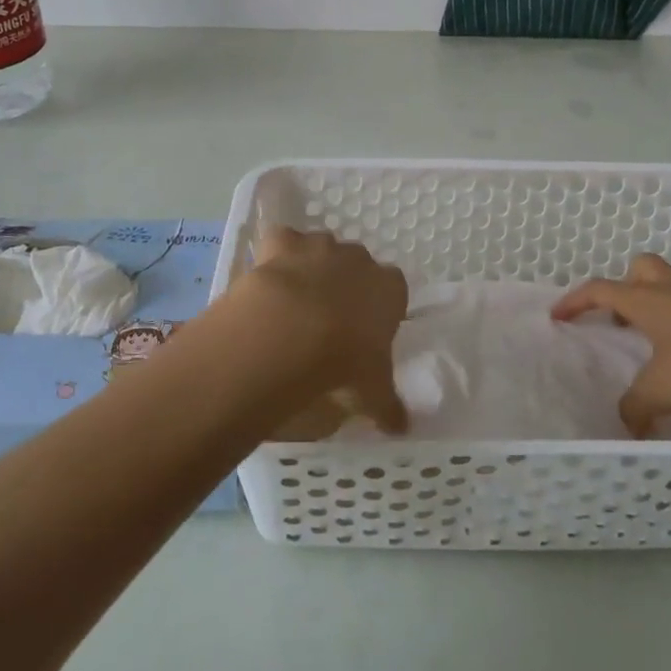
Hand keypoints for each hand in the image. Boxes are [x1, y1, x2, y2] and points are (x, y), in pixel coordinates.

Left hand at [233, 227, 408, 435]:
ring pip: (321, 249)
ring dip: (312, 269)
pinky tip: (269, 279)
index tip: (364, 334)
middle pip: (356, 266)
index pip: (394, 290)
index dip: (379, 310)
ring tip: (295, 305)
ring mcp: (319, 245)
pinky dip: (276, 255)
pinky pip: (282, 241)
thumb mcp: (371, 392)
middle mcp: (358, 259)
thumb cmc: (343, 361)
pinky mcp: (282, 243)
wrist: (289, 333)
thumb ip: (388, 406)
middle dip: (345, 287)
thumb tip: (402, 428)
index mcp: (388, 288)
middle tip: (329, 323)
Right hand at [551, 254, 670, 436]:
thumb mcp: (665, 389)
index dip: (575, 301)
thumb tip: (625, 425)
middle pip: (641, 268)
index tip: (558, 315)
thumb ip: (637, 407)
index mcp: (646, 301)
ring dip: (664, 295)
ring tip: (663, 327)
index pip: (598, 290)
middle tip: (622, 314)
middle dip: (626, 285)